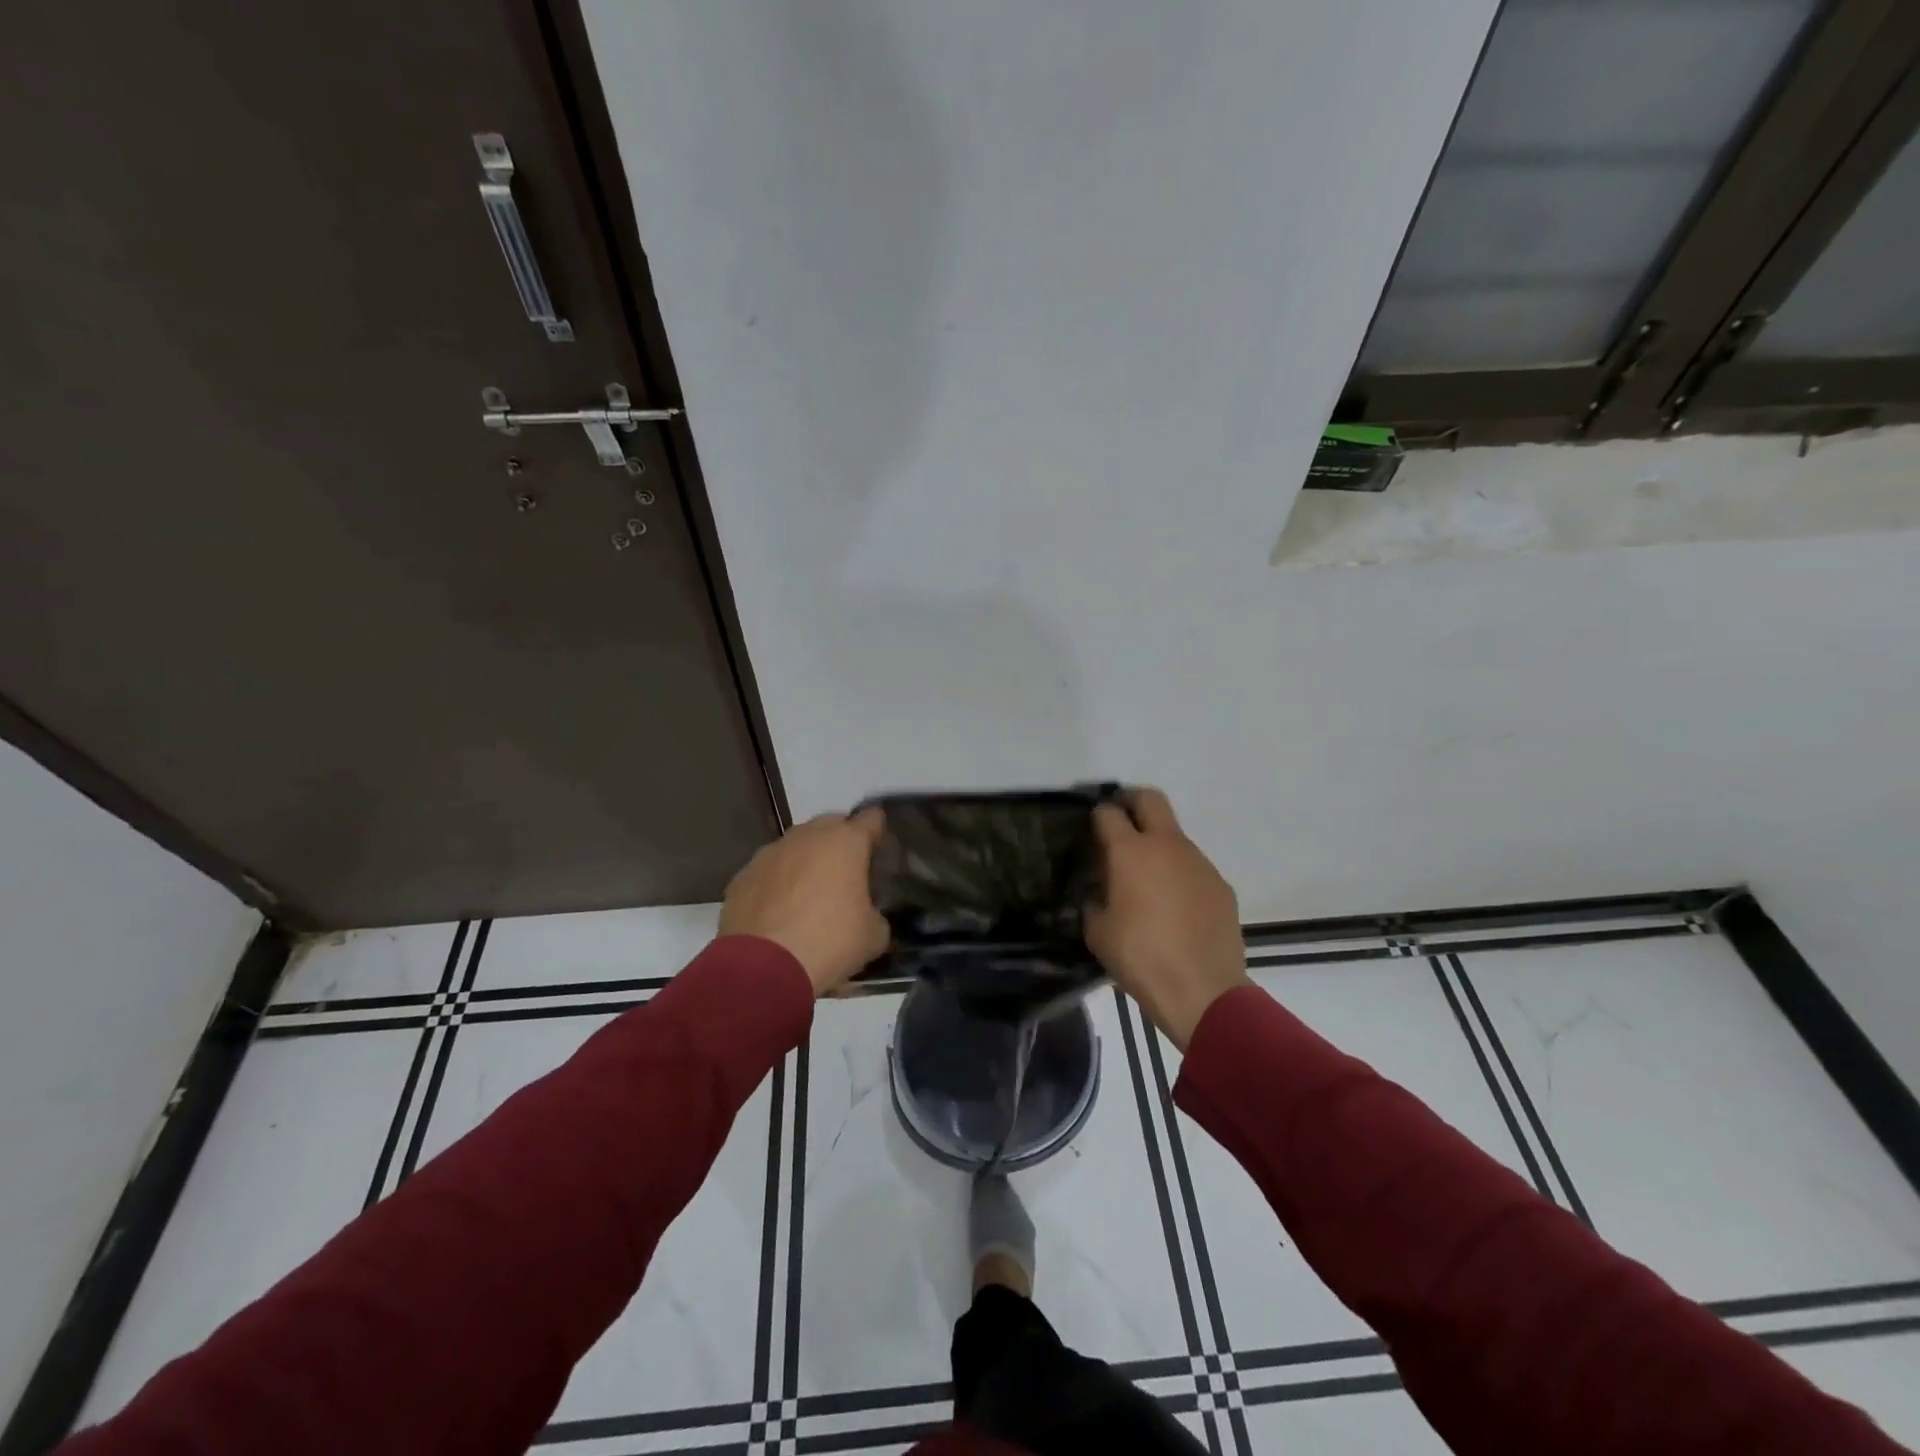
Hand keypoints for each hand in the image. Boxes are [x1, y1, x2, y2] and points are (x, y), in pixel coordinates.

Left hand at [719, 809, 890, 995]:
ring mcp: (770, 853)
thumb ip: (876, 915)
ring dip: (806, 861)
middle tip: (847, 872)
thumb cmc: (830, 942)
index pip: (871, 819)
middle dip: (840, 842)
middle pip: (830, 825)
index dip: (878, 831)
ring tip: (810, 894)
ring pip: (796, 846)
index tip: (880, 849)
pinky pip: (769, 871)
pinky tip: (779, 911)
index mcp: (846, 842)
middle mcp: (807, 836)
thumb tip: (869, 917)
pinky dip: (778, 882)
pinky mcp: (742, 876)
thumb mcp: (873, 936)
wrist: (763, 968)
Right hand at [1086, 788, 1247, 1048]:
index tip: (1090, 832)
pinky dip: (1179, 874)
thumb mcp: (1098, 932)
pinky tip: (1174, 907)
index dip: (1096, 816)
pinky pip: (1193, 867)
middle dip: (1131, 802)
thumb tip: (1099, 891)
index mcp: (1130, 852)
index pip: (1108, 813)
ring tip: (1146, 881)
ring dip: (1157, 845)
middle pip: (1150, 798)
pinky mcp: (1220, 884)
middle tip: (1119, 825)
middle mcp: (1167, 845)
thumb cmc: (1140, 958)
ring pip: (1174, 835)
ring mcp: (1199, 862)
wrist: (1203, 991)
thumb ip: (1094, 900)